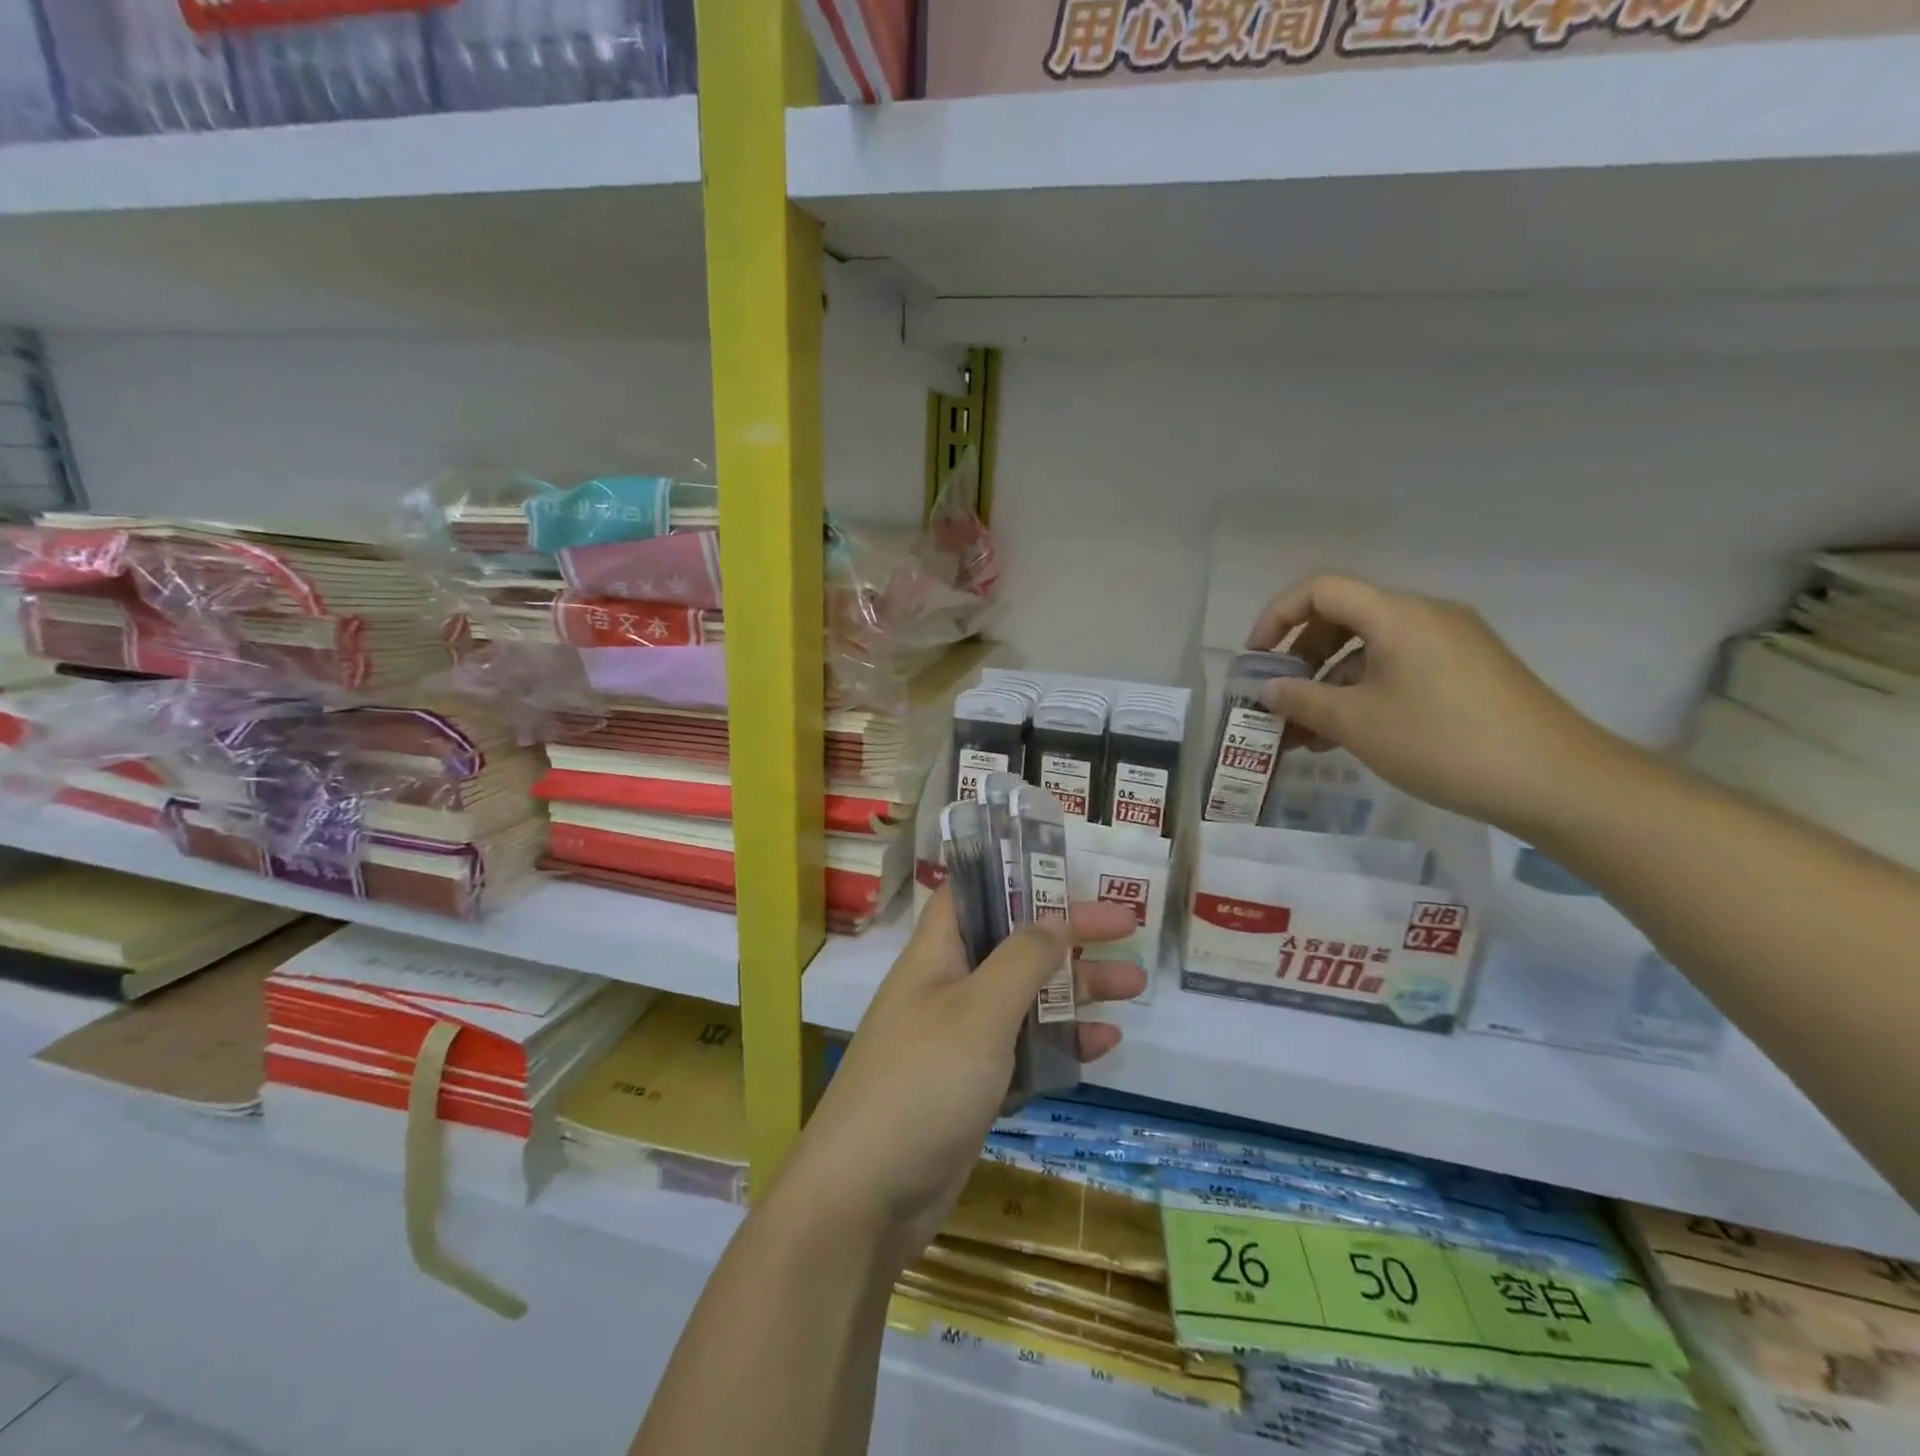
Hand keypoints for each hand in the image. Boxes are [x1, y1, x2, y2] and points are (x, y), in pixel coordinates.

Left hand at [773, 889, 1140, 1268]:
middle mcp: (947, 990)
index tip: (1069, 874)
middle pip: (1013, 947)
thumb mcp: (979, 1011)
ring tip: (1133, 986)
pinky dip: (1060, 1046)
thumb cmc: (923, 1082)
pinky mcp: (972, 1089)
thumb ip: (1021, 959)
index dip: (1017, 877)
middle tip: (1126, 929)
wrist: (866, 1198)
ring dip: (1075, 991)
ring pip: (1025, 1001)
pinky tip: (1102, 1045)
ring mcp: (959, 1042)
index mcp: (936, 956)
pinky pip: (1024, 1054)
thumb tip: (1054, 917)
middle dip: (1068, 937)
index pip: (973, 894)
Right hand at [1246, 573, 1617, 837]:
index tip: (1256, 659)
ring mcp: (1452, 643)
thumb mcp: (1357, 723)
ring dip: (1330, 682)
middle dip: (1301, 657)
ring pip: (1370, 648)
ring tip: (1306, 732)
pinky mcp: (1468, 671)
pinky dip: (1364, 692)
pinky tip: (1349, 734)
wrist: (1555, 780)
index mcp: (1397, 615)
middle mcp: (1425, 615)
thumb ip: (1302, 700)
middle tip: (1280, 699)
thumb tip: (1269, 690)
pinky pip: (1399, 667)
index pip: (1320, 590)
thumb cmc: (1442, 742)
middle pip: (1344, 616)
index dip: (1277, 617)